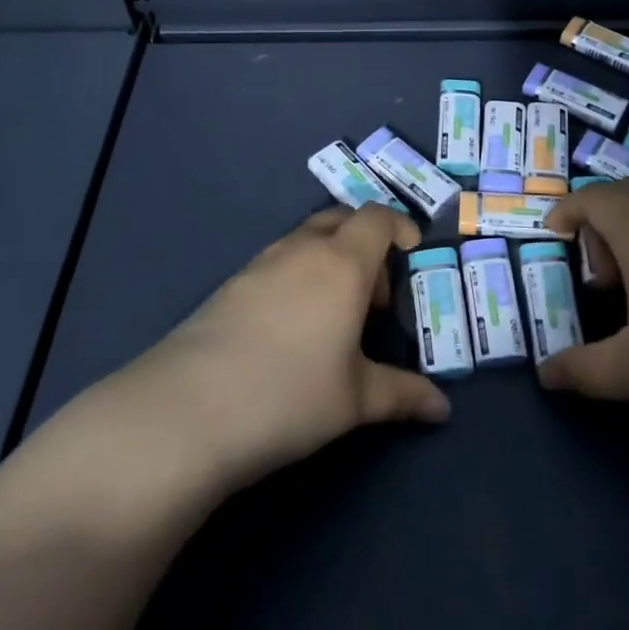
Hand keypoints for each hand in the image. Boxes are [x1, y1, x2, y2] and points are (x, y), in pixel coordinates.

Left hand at [36, 204, 451, 501]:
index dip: (400, 227)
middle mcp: (302, 250)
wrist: (186, 411)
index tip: (412, 256)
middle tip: (374, 294)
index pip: (378, 218)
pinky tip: (290, 328)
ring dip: (329, 258)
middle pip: (341, 218)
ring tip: (334, 315)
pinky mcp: (229, 285)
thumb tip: (442, 408)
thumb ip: (402, 395)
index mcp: (342, 264)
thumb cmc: (289, 396)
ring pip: (305, 239)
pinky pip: (277, 261)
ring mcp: (260, 264)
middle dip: (366, 242)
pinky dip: (297, 275)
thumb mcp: (355, 400)